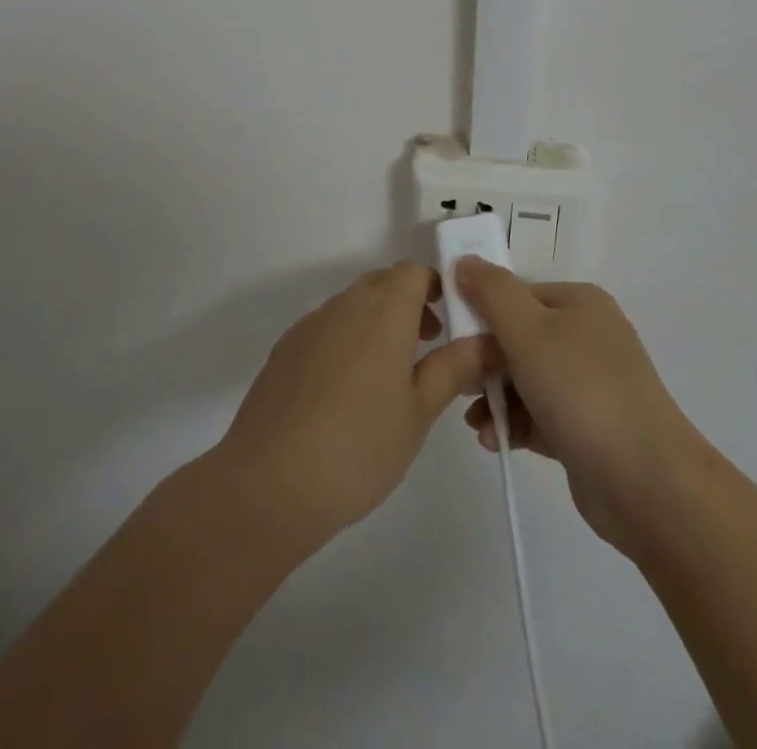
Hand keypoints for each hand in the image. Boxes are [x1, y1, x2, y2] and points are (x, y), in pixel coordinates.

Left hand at [215, 262, 490, 544]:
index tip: (451, 320)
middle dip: (409, 303)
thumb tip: (488, 340)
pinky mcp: (284, 350)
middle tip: (427, 346)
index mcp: (384, 311)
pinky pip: (326, 328)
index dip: (436, 286)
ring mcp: (310, 325)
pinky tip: (346, 394)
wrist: (267, 484)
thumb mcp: (419, 411)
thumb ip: (455, 367)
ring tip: (389, 376)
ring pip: (353, 305)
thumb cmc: (359, 447)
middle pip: (383, 283)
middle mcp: (345, 305)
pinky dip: (346, 341)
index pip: (414, 271)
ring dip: (377, 322)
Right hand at [457, 259, 705, 553]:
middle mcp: (587, 336)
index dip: (482, 315)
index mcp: (579, 302)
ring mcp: (590, 383)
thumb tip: (464, 260)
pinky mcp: (587, 427)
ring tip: (476, 423)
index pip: (517, 295)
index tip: (455, 344)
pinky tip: (493, 441)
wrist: (646, 481)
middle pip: (519, 338)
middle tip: (460, 387)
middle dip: (485, 364)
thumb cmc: (581, 390)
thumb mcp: (528, 331)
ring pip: (526, 380)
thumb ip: (492, 293)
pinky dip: (516, 424)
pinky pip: (540, 414)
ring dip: (495, 398)